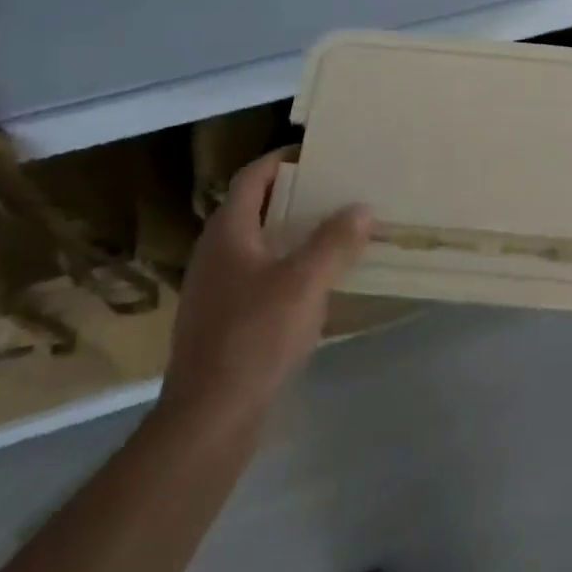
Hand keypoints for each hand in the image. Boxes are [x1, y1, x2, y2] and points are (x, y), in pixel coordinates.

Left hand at [156, 147, 371, 441]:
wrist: (210, 418)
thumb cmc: (255, 336)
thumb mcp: (305, 283)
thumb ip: (335, 241)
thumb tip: (362, 208)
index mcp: (228, 232)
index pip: (253, 177)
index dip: (282, 159)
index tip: (319, 153)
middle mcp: (215, 253)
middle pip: (255, 208)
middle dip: (294, 195)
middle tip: (336, 190)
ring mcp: (215, 289)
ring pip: (257, 244)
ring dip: (292, 233)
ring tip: (333, 231)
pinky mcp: (222, 320)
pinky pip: (258, 276)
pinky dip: (286, 266)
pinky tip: (315, 283)